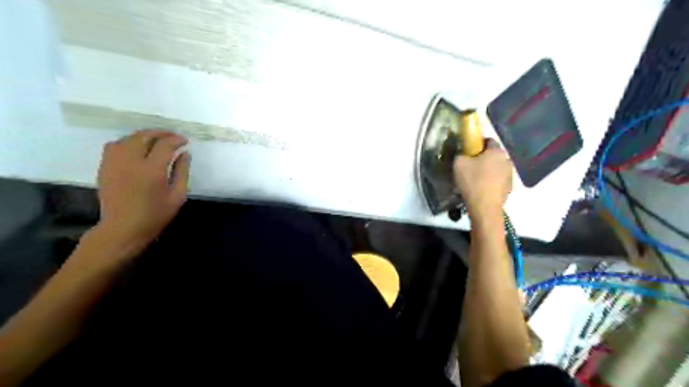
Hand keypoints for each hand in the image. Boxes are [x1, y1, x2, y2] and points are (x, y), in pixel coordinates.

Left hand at [96, 129, 188, 243]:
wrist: (123, 228)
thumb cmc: (155, 215)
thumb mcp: (178, 196)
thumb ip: (182, 172)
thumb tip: (185, 154)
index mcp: (152, 170)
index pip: (165, 144)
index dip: (176, 139)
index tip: (185, 141)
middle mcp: (131, 161)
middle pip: (144, 136)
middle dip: (160, 133)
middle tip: (172, 136)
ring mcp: (114, 162)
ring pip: (128, 138)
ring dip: (144, 136)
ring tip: (156, 140)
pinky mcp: (105, 166)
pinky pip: (115, 145)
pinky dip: (129, 142)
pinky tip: (137, 148)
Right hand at [453, 137, 509, 216]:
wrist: (484, 207)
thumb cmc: (472, 181)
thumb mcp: (458, 164)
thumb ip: (460, 154)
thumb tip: (463, 154)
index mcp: (496, 151)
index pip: (488, 140)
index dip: (477, 143)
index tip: (468, 150)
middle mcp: (507, 160)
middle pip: (493, 155)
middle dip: (483, 158)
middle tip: (469, 165)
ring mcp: (510, 175)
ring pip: (496, 168)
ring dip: (488, 170)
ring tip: (475, 179)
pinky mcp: (509, 188)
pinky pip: (498, 180)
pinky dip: (491, 182)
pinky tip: (481, 189)